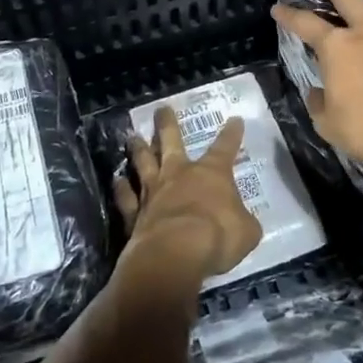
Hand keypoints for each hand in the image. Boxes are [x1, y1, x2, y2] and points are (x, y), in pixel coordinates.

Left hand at [114, 106, 261, 281]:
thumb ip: (243, 222)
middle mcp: (179, 174)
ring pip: (143, 162)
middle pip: (171, 141)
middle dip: (167, 124)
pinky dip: (121, 188)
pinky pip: (126, 197)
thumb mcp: (246, 231)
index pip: (225, 148)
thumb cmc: (217, 237)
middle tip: (161, 109)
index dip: (232, 134)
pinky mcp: (134, 213)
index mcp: (212, 174)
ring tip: (131, 137)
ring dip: (138, 149)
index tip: (235, 120)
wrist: (176, 253)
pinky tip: (116, 180)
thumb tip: (243, 222)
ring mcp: (153, 191)